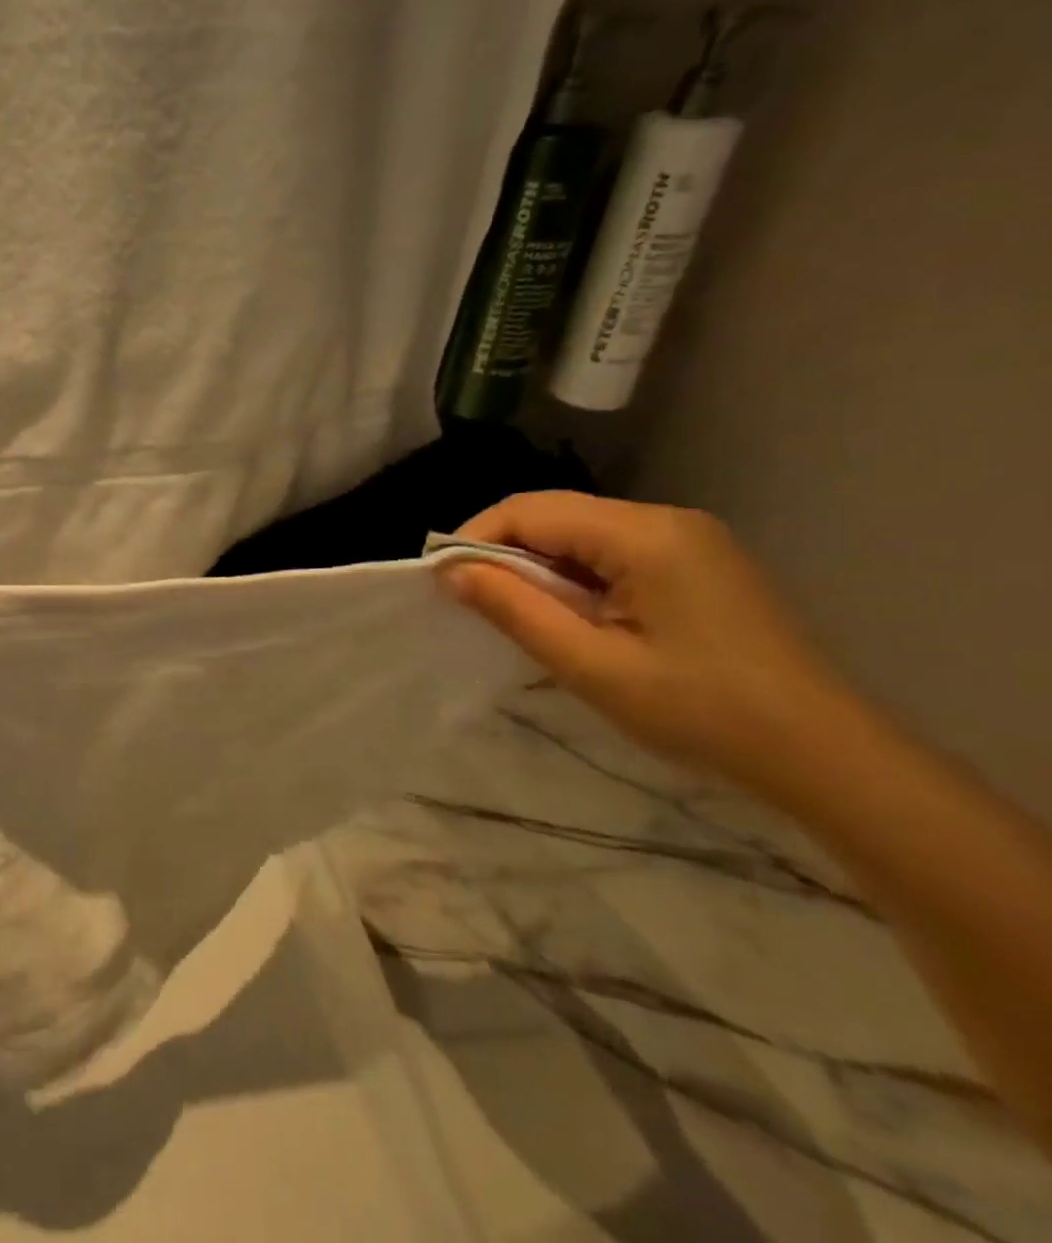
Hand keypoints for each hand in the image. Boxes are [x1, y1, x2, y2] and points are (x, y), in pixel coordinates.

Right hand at [442, 491, 876, 800]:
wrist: (825, 756)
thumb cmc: (701, 711)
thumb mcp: (591, 665)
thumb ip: (515, 610)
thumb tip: (450, 571)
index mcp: (644, 535)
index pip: (531, 511)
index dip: (474, 538)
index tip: (440, 581)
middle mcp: (666, 520)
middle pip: (555, 514)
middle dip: (502, 551)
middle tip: (468, 599)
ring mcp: (687, 539)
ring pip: (580, 533)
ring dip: (537, 565)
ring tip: (513, 612)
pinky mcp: (697, 563)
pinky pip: (611, 552)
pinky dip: (573, 576)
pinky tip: (568, 614)